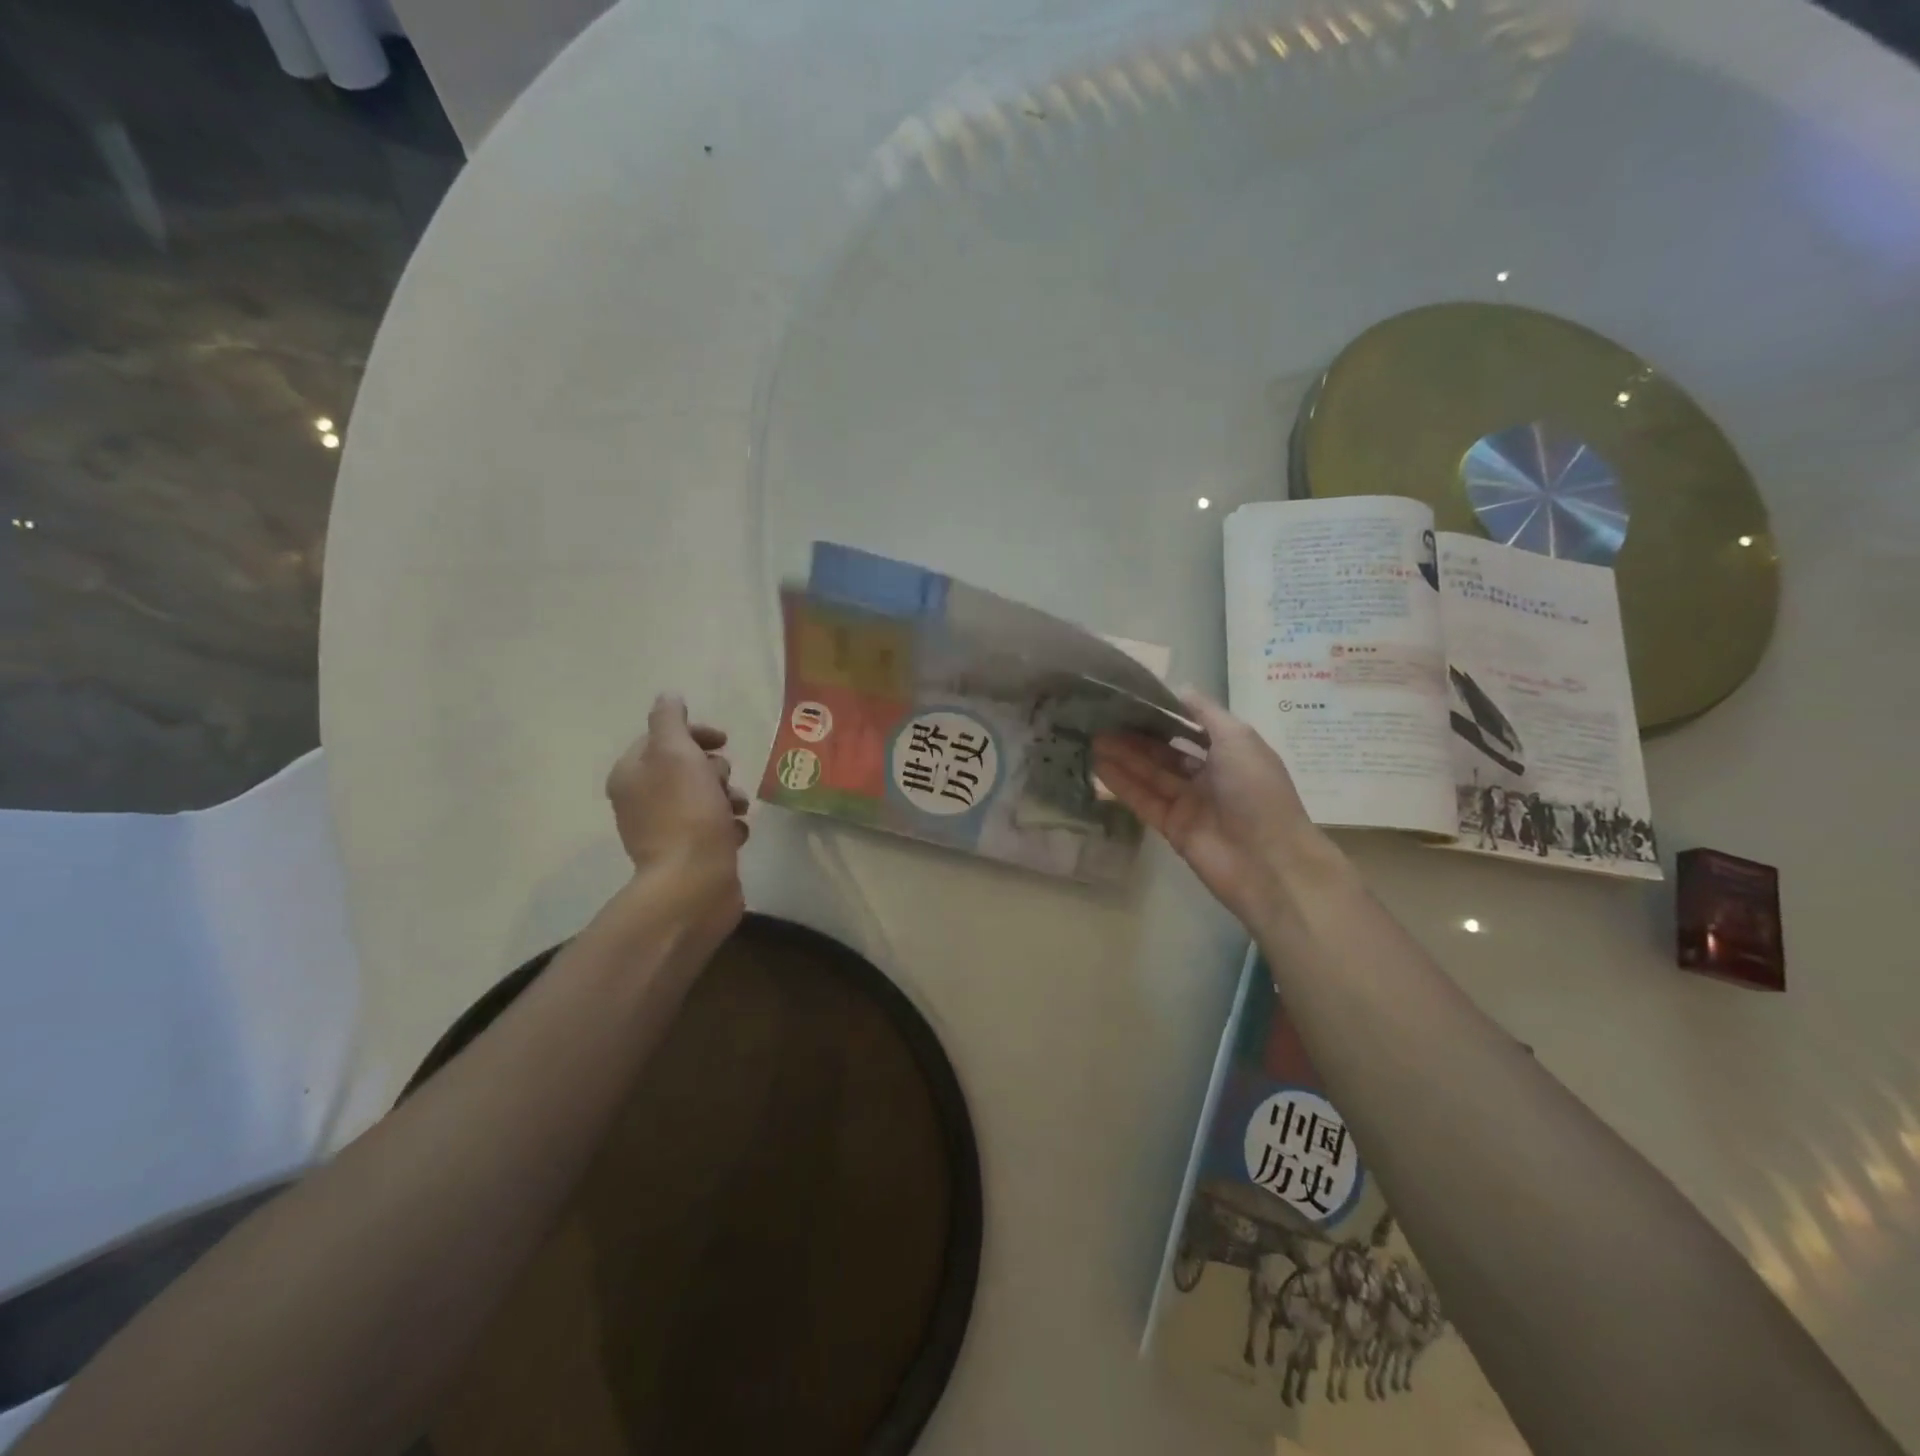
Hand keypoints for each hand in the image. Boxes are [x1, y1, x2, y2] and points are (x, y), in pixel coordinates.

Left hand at [605, 695, 749, 943]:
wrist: (694, 883)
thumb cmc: (686, 812)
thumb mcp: (676, 753)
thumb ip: (670, 720)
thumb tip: (669, 697)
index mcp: (631, 774)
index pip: (662, 737)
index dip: (695, 734)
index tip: (724, 741)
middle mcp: (642, 800)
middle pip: (687, 767)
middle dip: (713, 769)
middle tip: (722, 782)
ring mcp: (665, 830)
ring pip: (704, 796)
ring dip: (726, 796)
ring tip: (736, 810)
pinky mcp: (688, 854)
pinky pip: (713, 827)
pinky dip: (728, 826)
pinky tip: (736, 833)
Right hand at [1093, 691, 1339, 927]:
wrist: (1266, 861)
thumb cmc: (1256, 790)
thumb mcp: (1238, 738)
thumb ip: (1206, 712)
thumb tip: (1180, 688)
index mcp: (1231, 752)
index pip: (1191, 728)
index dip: (1163, 714)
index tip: (1132, 699)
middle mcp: (1210, 776)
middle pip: (1166, 752)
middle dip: (1137, 736)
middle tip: (1102, 719)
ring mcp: (1189, 803)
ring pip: (1151, 774)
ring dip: (1124, 757)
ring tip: (1092, 738)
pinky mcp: (1171, 827)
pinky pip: (1143, 800)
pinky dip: (1122, 784)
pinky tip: (1099, 766)